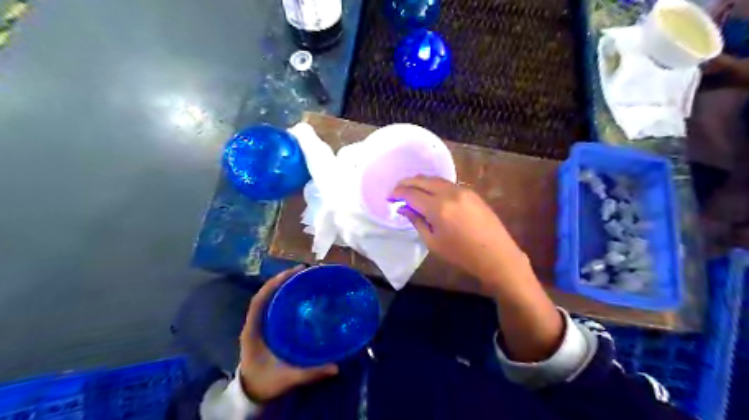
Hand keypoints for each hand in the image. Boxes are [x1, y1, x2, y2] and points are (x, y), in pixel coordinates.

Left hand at [239, 265, 339, 402]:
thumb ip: (310, 373)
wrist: (251, 393)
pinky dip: (283, 296)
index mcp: (253, 331)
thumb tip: (335, 367)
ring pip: (269, 298)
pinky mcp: (265, 328)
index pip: (260, 300)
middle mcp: (254, 323)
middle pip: (265, 294)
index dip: (274, 284)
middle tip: (304, 271)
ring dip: (283, 285)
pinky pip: (273, 306)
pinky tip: (298, 294)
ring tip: (303, 277)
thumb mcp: (287, 378)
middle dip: (282, 280)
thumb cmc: (265, 383)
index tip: (293, 273)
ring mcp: (259, 324)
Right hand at [392, 176, 525, 285]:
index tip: (389, 197)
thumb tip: (402, 208)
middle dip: (406, 183)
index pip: (411, 194)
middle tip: (396, 190)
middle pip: (422, 180)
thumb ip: (416, 221)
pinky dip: (434, 184)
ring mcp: (462, 190)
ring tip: (411, 190)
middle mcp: (449, 193)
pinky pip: (447, 183)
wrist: (496, 255)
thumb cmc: (461, 254)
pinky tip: (430, 193)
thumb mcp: (433, 242)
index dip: (397, 194)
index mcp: (438, 208)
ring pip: (435, 179)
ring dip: (420, 182)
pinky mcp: (471, 192)